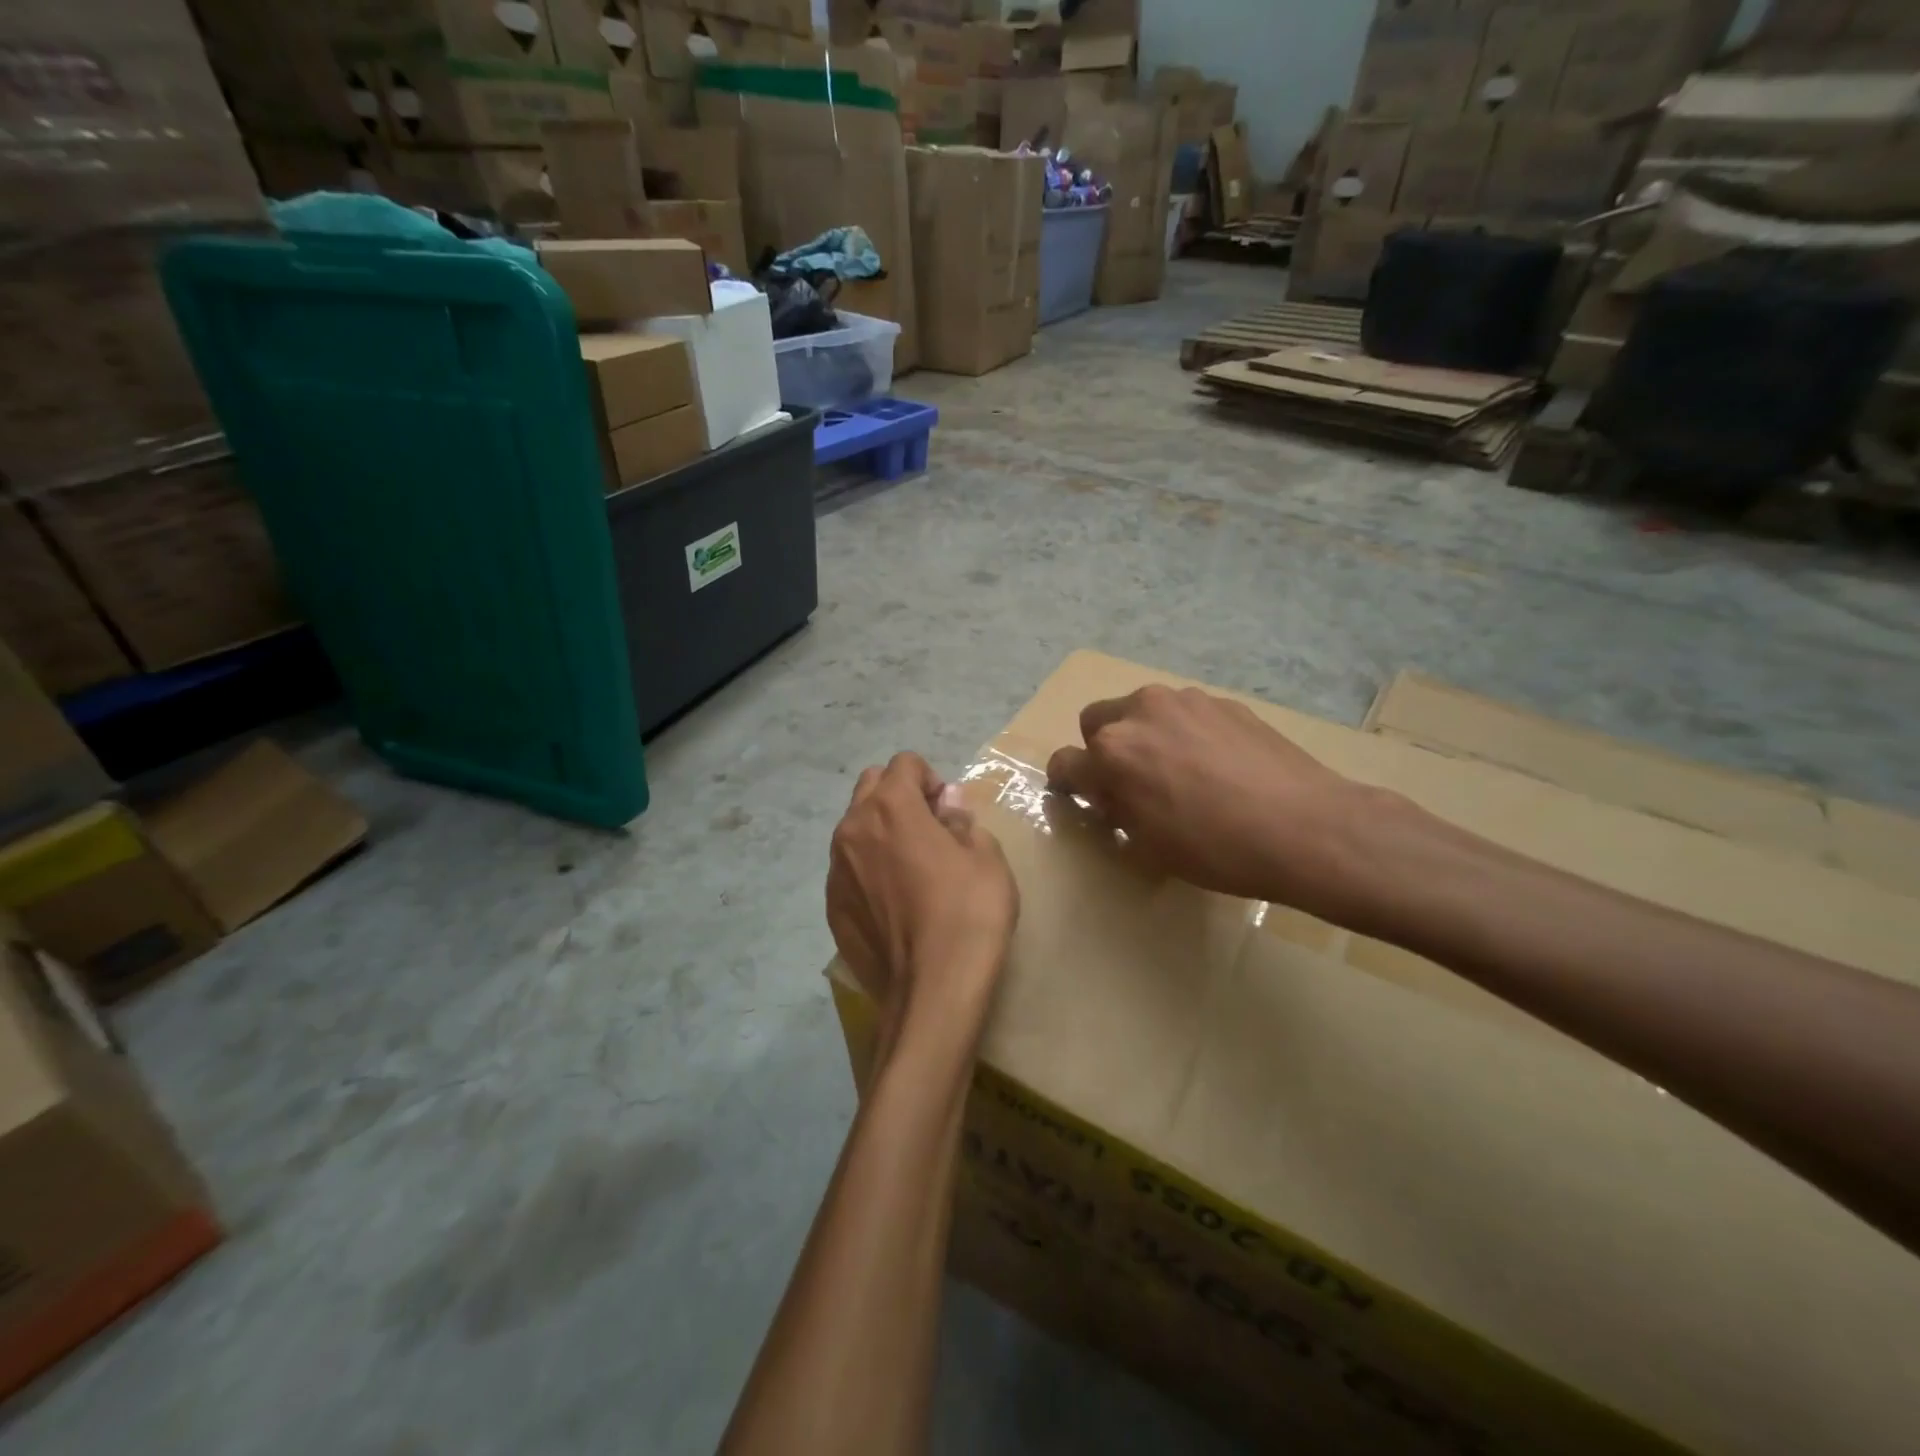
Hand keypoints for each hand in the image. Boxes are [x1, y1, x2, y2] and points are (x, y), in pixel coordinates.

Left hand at [828, 753, 1018, 1053]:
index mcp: (890, 806)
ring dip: (880, 831)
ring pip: (854, 828)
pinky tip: (894, 904)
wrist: (932, 991)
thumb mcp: (986, 857)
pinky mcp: (831, 906)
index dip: (932, 779)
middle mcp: (852, 829)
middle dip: (899, 795)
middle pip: (870, 786)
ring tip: (910, 869)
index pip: (905, 763)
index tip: (949, 812)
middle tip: (930, 831)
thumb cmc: (969, 914)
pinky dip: (867, 870)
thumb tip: (947, 802)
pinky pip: (848, 869)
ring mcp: (835, 870)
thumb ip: (961, 819)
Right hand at [1046, 685, 1385, 924]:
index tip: (1080, 797)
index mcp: (1112, 753)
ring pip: (1142, 711)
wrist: (1306, 827)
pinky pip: (1184, 713)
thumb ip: (1116, 808)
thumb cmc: (1217, 849)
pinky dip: (1185, 732)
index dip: (1068, 784)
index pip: (1064, 762)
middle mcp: (1140, 713)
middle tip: (1130, 782)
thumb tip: (1109, 793)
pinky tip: (1218, 765)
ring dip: (1144, 735)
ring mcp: (1184, 701)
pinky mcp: (1222, 701)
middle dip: (1102, 748)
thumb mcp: (1149, 844)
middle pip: (1096, 721)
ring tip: (1181, 771)